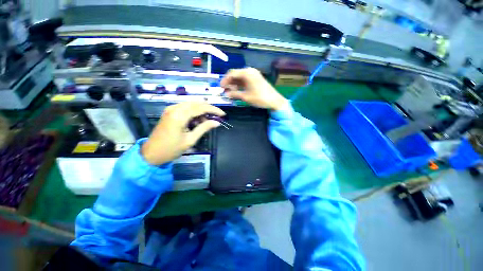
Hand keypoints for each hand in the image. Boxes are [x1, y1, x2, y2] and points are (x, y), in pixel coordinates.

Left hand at [141, 102, 224, 164]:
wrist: (151, 154)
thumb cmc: (171, 149)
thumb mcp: (190, 140)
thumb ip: (204, 128)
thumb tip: (217, 122)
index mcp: (179, 115)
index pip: (201, 107)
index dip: (214, 110)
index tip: (223, 115)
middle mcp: (174, 108)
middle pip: (196, 103)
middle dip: (208, 108)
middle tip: (217, 117)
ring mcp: (171, 109)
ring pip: (191, 104)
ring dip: (201, 110)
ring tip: (207, 121)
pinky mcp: (169, 112)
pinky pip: (185, 108)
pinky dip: (194, 112)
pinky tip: (197, 120)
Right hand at [220, 68, 289, 110]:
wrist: (274, 100)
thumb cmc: (260, 98)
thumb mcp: (246, 97)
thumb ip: (235, 94)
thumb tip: (226, 94)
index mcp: (247, 73)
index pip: (232, 73)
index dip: (225, 80)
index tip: (220, 87)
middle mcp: (250, 71)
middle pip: (236, 74)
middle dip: (229, 82)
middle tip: (224, 90)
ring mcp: (254, 74)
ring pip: (240, 77)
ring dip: (234, 84)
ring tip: (229, 92)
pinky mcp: (256, 79)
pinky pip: (245, 80)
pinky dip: (240, 85)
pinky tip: (237, 90)